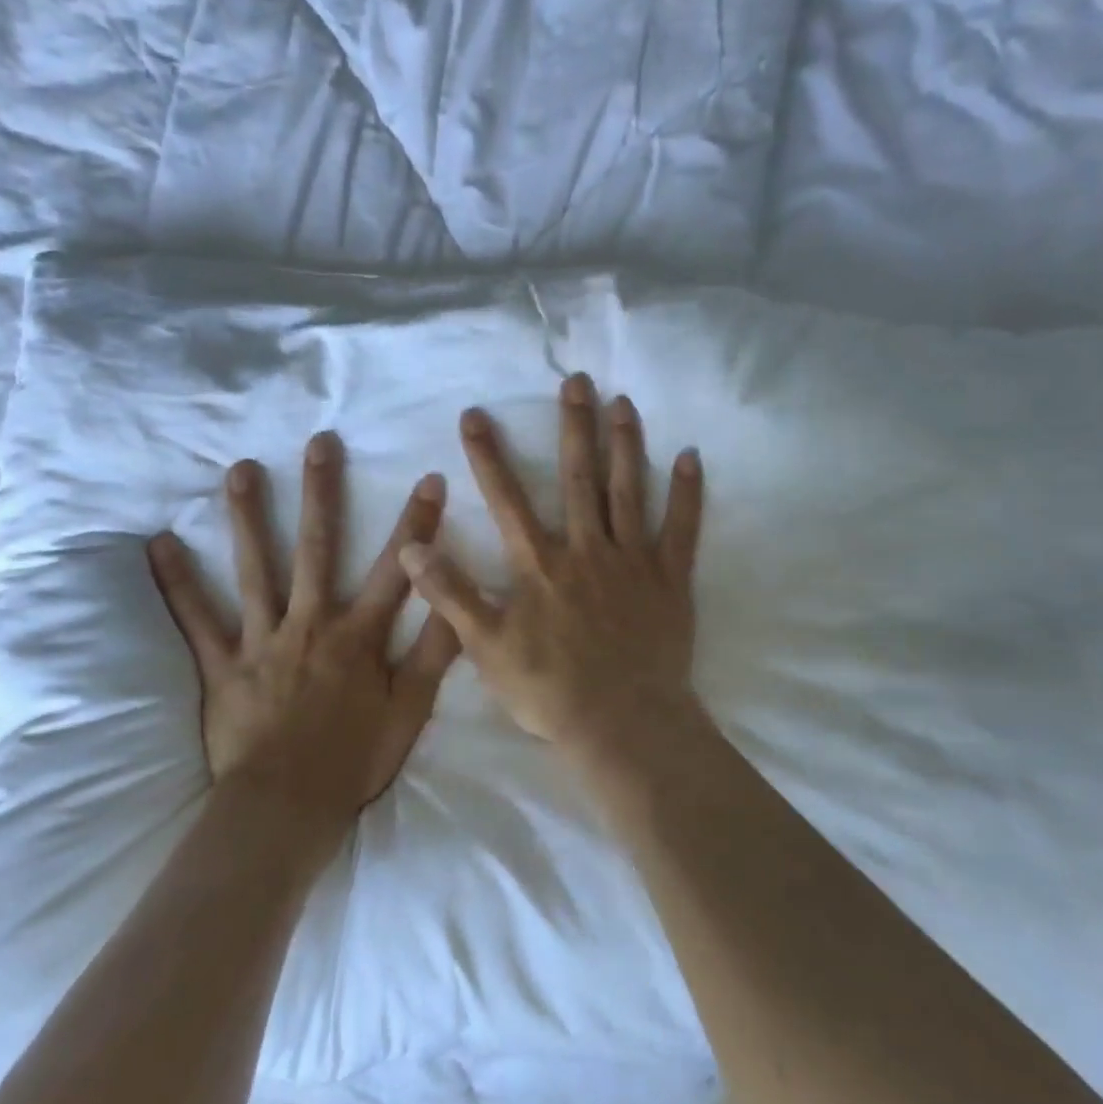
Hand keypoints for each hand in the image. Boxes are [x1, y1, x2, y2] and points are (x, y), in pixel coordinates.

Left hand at [146, 432, 461, 842]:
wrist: (286, 807)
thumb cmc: (354, 760)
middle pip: (317, 548)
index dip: (416, 523)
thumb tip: (457, 604)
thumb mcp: (411, 710)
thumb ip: (435, 654)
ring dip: (249, 518)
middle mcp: (310, 623)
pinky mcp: (223, 665)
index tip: (429, 477)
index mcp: (358, 635)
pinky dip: (176, 583)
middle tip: (320, 443)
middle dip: (322, 493)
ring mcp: (262, 640)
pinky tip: (158, 545)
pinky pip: (196, 619)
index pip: (396, 569)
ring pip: (255, 569)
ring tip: (240, 470)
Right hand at [399, 373, 704, 761]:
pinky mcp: (670, 579)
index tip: (476, 414)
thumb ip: (450, 594)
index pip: (507, 499)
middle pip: (578, 478)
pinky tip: (690, 456)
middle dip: (573, 426)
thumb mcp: (485, 647)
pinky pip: (682, 528)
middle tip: (576, 380)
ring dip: (625, 444)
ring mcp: (633, 561)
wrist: (620, 723)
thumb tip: (412, 546)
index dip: (488, 455)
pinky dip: (687, 492)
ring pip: (629, 490)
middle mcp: (587, 549)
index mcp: (540, 564)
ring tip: (623, 401)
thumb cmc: (549, 689)